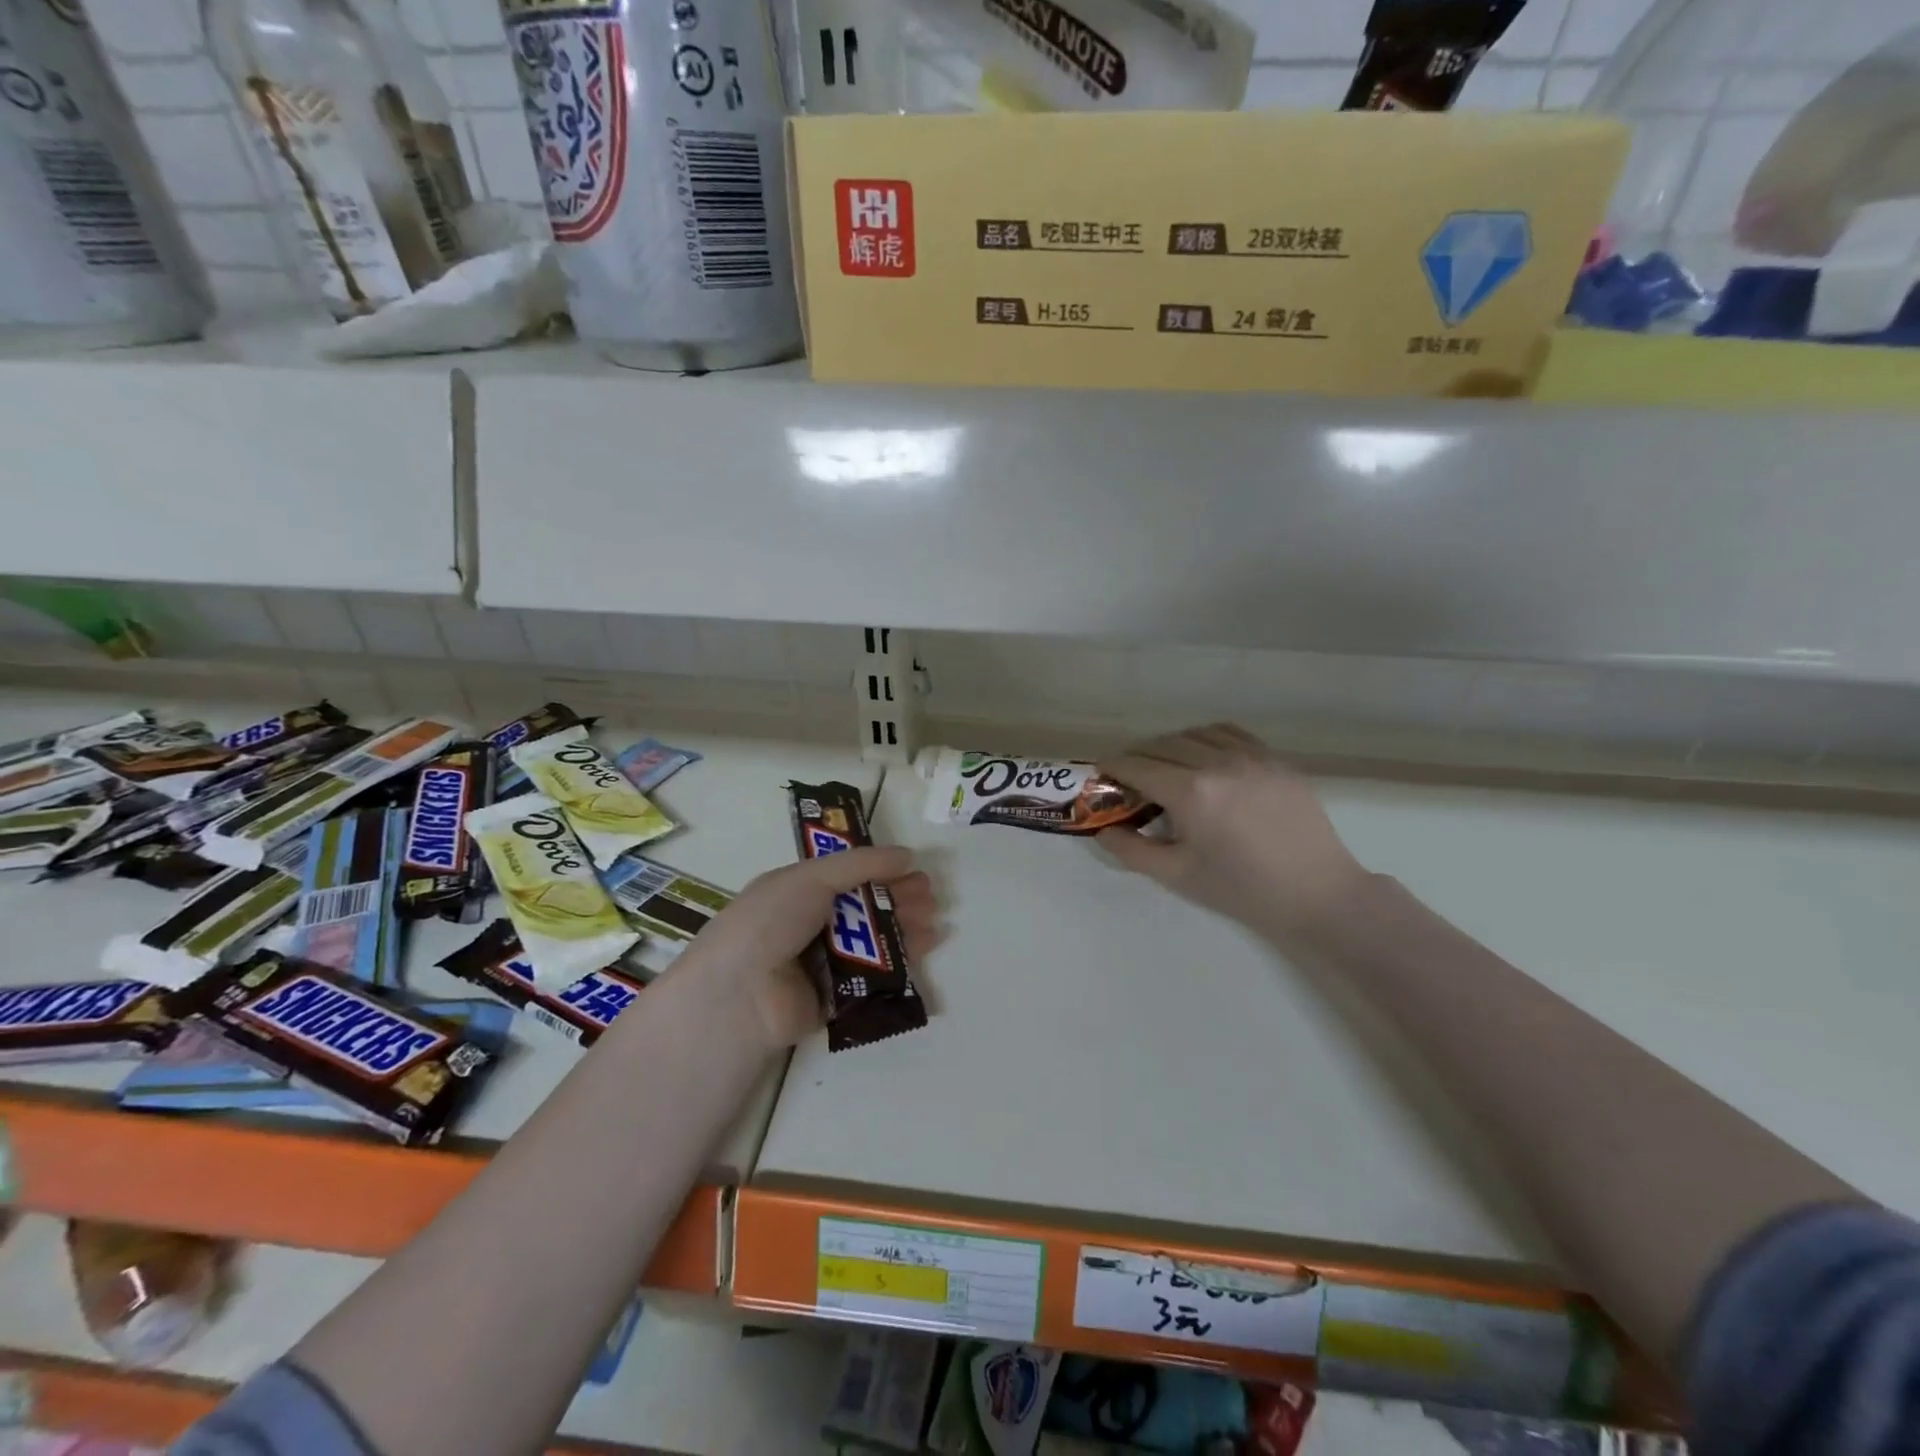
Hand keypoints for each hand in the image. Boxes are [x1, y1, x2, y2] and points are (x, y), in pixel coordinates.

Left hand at [670, 846, 939, 1049]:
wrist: (741, 993)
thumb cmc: (771, 921)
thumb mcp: (811, 877)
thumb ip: (861, 864)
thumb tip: (907, 855)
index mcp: (797, 892)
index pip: (847, 877)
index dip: (880, 871)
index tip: (913, 868)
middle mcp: (809, 925)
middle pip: (864, 907)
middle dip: (898, 899)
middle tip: (930, 896)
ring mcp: (822, 963)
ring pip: (873, 941)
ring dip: (905, 926)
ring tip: (933, 919)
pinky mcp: (836, 998)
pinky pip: (874, 976)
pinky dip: (901, 960)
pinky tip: (925, 946)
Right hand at [1099, 724, 1367, 938]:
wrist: (1317, 893)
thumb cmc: (1241, 889)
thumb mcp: (1178, 875)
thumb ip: (1132, 851)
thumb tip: (1102, 830)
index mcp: (1190, 793)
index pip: (1137, 766)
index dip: (1113, 766)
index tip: (1101, 772)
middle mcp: (1217, 763)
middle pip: (1162, 744)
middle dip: (1137, 756)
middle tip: (1129, 776)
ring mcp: (1250, 756)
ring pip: (1194, 733)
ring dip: (1170, 745)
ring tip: (1165, 765)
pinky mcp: (1274, 759)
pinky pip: (1229, 733)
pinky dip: (1206, 738)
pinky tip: (1203, 756)